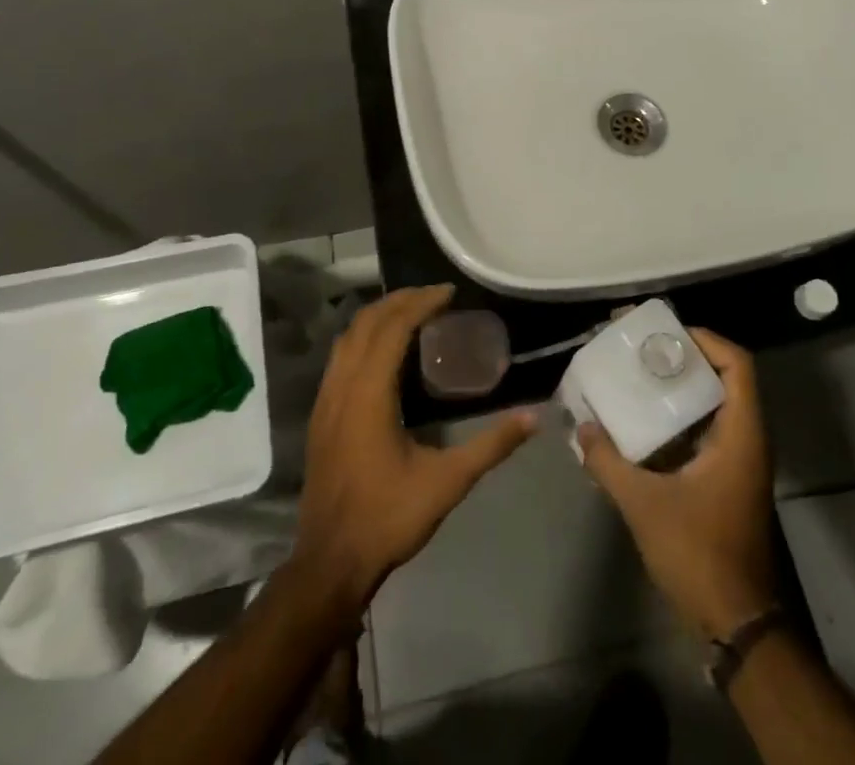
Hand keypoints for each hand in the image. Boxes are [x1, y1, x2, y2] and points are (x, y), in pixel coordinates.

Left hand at [291, 286, 536, 609]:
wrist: (329, 563)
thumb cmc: (388, 517)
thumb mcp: (447, 482)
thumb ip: (491, 446)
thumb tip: (534, 417)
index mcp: (369, 393)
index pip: (393, 327)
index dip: (421, 302)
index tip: (450, 292)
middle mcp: (342, 385)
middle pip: (367, 322)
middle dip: (400, 300)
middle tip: (435, 296)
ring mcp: (325, 399)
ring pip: (348, 336)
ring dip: (379, 315)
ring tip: (411, 311)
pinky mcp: (320, 414)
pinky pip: (340, 355)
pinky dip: (363, 336)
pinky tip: (383, 350)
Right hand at [579, 328, 778, 640]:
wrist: (735, 621)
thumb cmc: (697, 553)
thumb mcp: (644, 504)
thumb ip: (608, 461)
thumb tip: (579, 428)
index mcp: (741, 435)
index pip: (737, 365)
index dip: (705, 340)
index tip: (664, 333)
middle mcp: (748, 440)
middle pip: (725, 377)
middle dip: (685, 357)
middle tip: (642, 347)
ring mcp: (740, 461)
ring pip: (716, 404)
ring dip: (681, 385)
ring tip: (638, 373)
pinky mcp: (728, 479)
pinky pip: (708, 428)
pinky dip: (680, 414)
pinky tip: (644, 420)